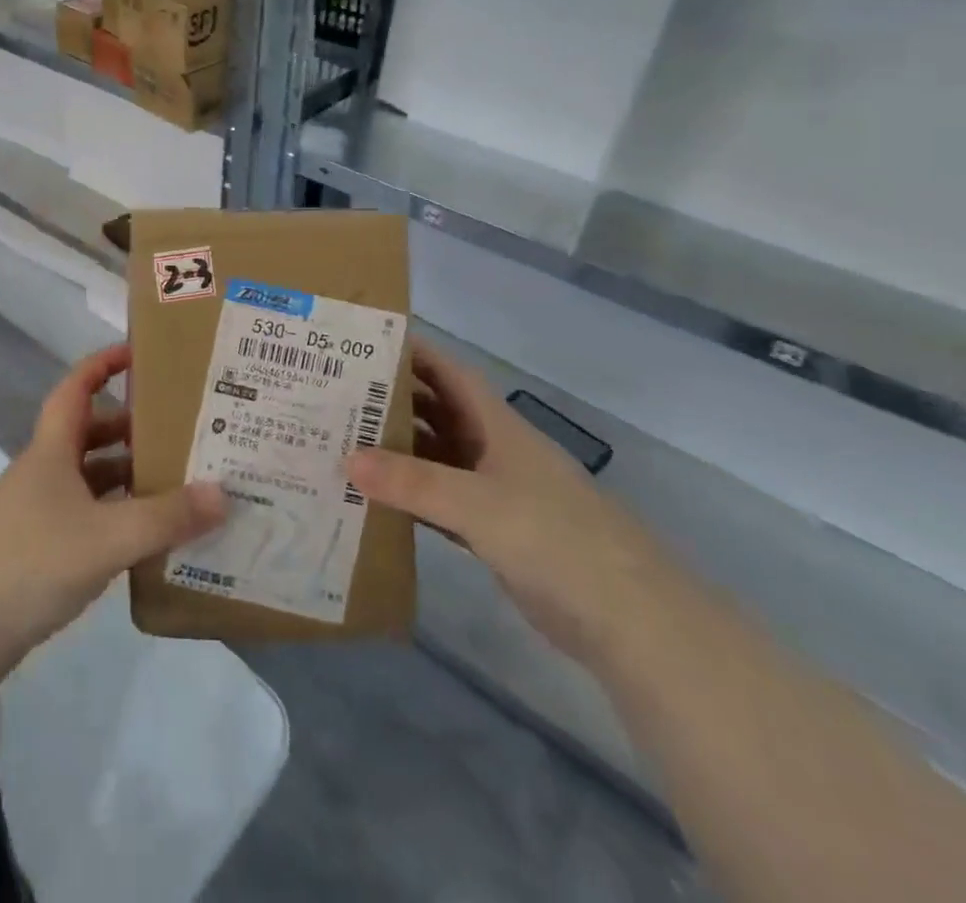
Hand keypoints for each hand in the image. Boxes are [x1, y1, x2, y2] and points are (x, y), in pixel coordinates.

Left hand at [0, 344, 226, 680]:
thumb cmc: (33, 562)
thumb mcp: (107, 537)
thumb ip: (166, 517)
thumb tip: (223, 493)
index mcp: (52, 450)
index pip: (76, 388)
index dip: (103, 364)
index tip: (139, 353)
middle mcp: (44, 471)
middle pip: (90, 433)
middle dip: (132, 426)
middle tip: (179, 428)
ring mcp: (39, 509)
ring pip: (91, 476)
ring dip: (128, 474)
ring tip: (177, 480)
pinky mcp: (39, 546)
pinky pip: (87, 513)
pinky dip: (117, 513)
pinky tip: (148, 533)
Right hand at [345, 340, 669, 665]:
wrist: (629, 620)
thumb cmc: (555, 538)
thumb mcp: (478, 503)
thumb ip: (412, 482)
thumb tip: (346, 459)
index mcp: (496, 425)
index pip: (448, 373)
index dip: (412, 353)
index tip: (363, 344)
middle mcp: (493, 450)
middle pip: (436, 413)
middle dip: (392, 401)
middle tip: (336, 395)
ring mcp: (494, 493)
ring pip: (435, 458)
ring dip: (396, 451)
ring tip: (342, 442)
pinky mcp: (493, 533)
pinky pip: (439, 502)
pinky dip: (409, 497)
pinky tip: (373, 499)